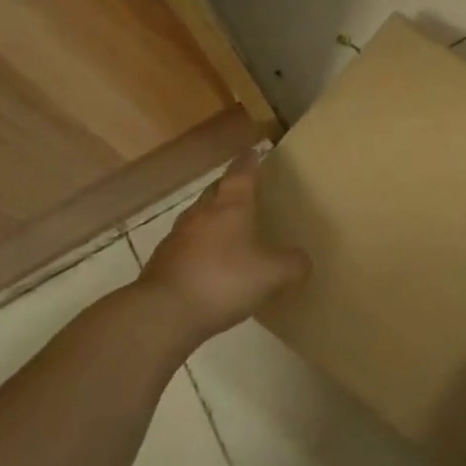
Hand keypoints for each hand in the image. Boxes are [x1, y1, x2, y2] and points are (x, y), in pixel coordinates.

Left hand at [132, 152, 310, 342]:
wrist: (163, 313)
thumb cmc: (224, 281)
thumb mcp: (274, 275)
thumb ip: (294, 264)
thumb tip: (302, 261)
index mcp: (231, 207)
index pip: (242, 173)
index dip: (250, 161)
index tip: (255, 151)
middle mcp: (202, 214)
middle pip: (216, 191)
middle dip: (229, 187)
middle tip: (244, 190)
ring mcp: (177, 238)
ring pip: (198, 217)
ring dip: (212, 218)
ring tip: (228, 228)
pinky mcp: (163, 263)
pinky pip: (186, 245)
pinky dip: (199, 247)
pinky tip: (209, 264)